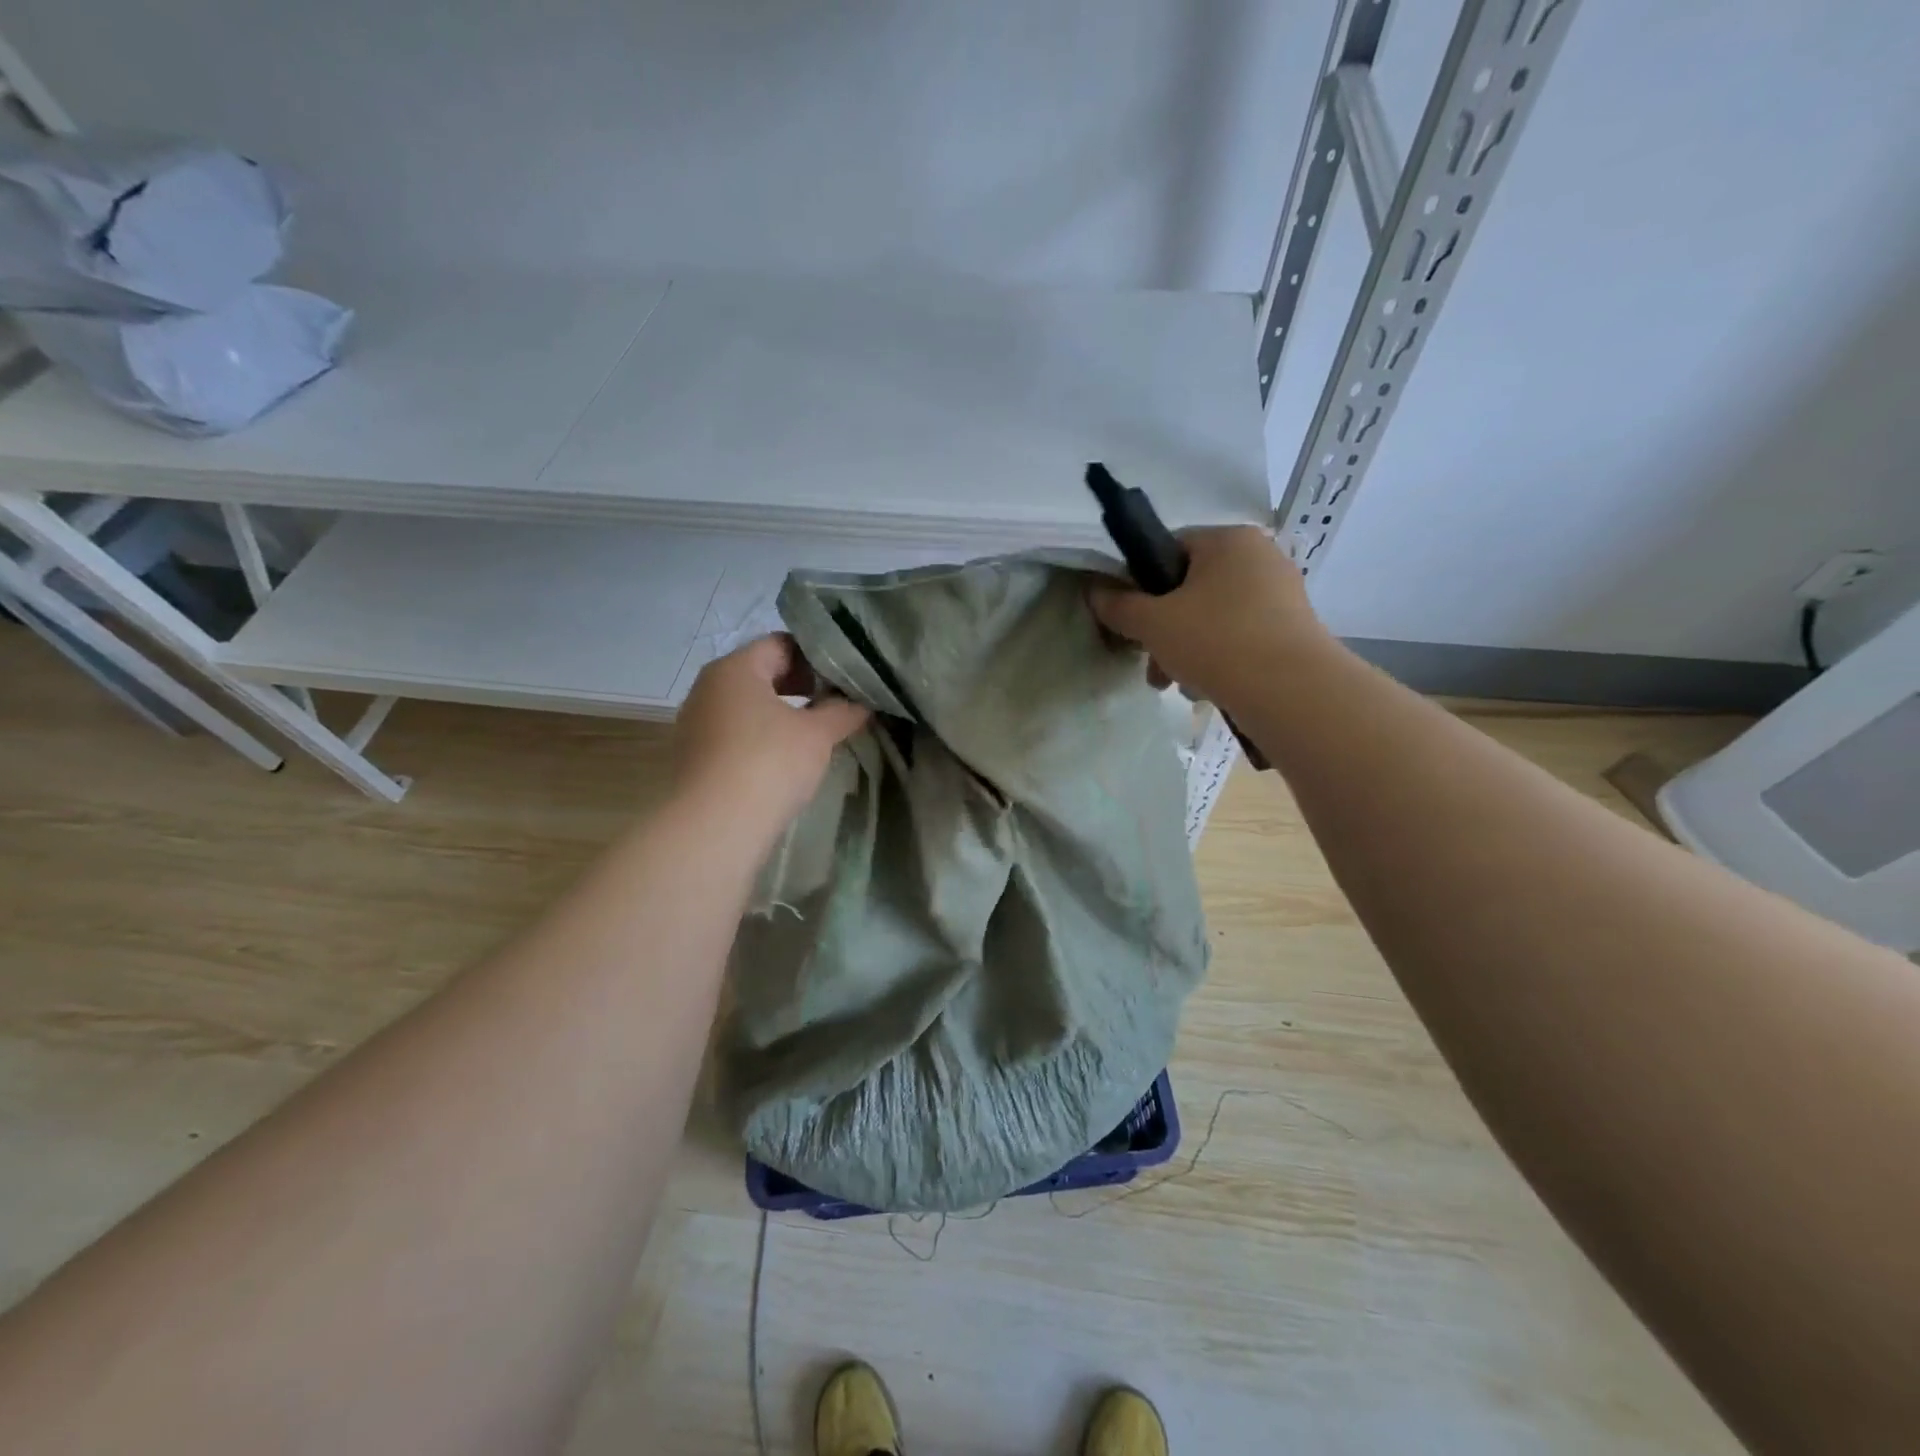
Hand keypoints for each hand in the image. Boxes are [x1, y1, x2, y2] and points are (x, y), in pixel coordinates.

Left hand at [672, 634, 869, 835]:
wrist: (712, 827)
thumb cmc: (768, 763)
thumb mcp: (817, 735)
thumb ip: (842, 712)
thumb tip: (861, 703)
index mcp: (735, 668)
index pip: (781, 644)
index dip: (817, 656)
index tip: (846, 676)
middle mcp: (709, 688)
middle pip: (762, 673)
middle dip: (802, 686)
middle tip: (838, 702)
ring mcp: (697, 723)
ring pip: (749, 706)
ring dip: (783, 714)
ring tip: (818, 733)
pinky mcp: (695, 757)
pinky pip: (737, 734)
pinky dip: (763, 738)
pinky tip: (787, 760)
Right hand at [1088, 526, 1331, 709]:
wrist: (1291, 691)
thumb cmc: (1216, 641)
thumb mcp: (1152, 623)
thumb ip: (1118, 606)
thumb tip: (1094, 591)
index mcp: (1228, 539)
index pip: (1169, 549)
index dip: (1141, 585)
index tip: (1131, 621)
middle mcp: (1260, 556)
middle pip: (1190, 588)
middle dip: (1163, 629)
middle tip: (1150, 665)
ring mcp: (1281, 592)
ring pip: (1213, 616)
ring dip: (1185, 648)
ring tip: (1175, 685)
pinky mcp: (1293, 628)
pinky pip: (1240, 635)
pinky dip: (1218, 657)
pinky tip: (1206, 687)